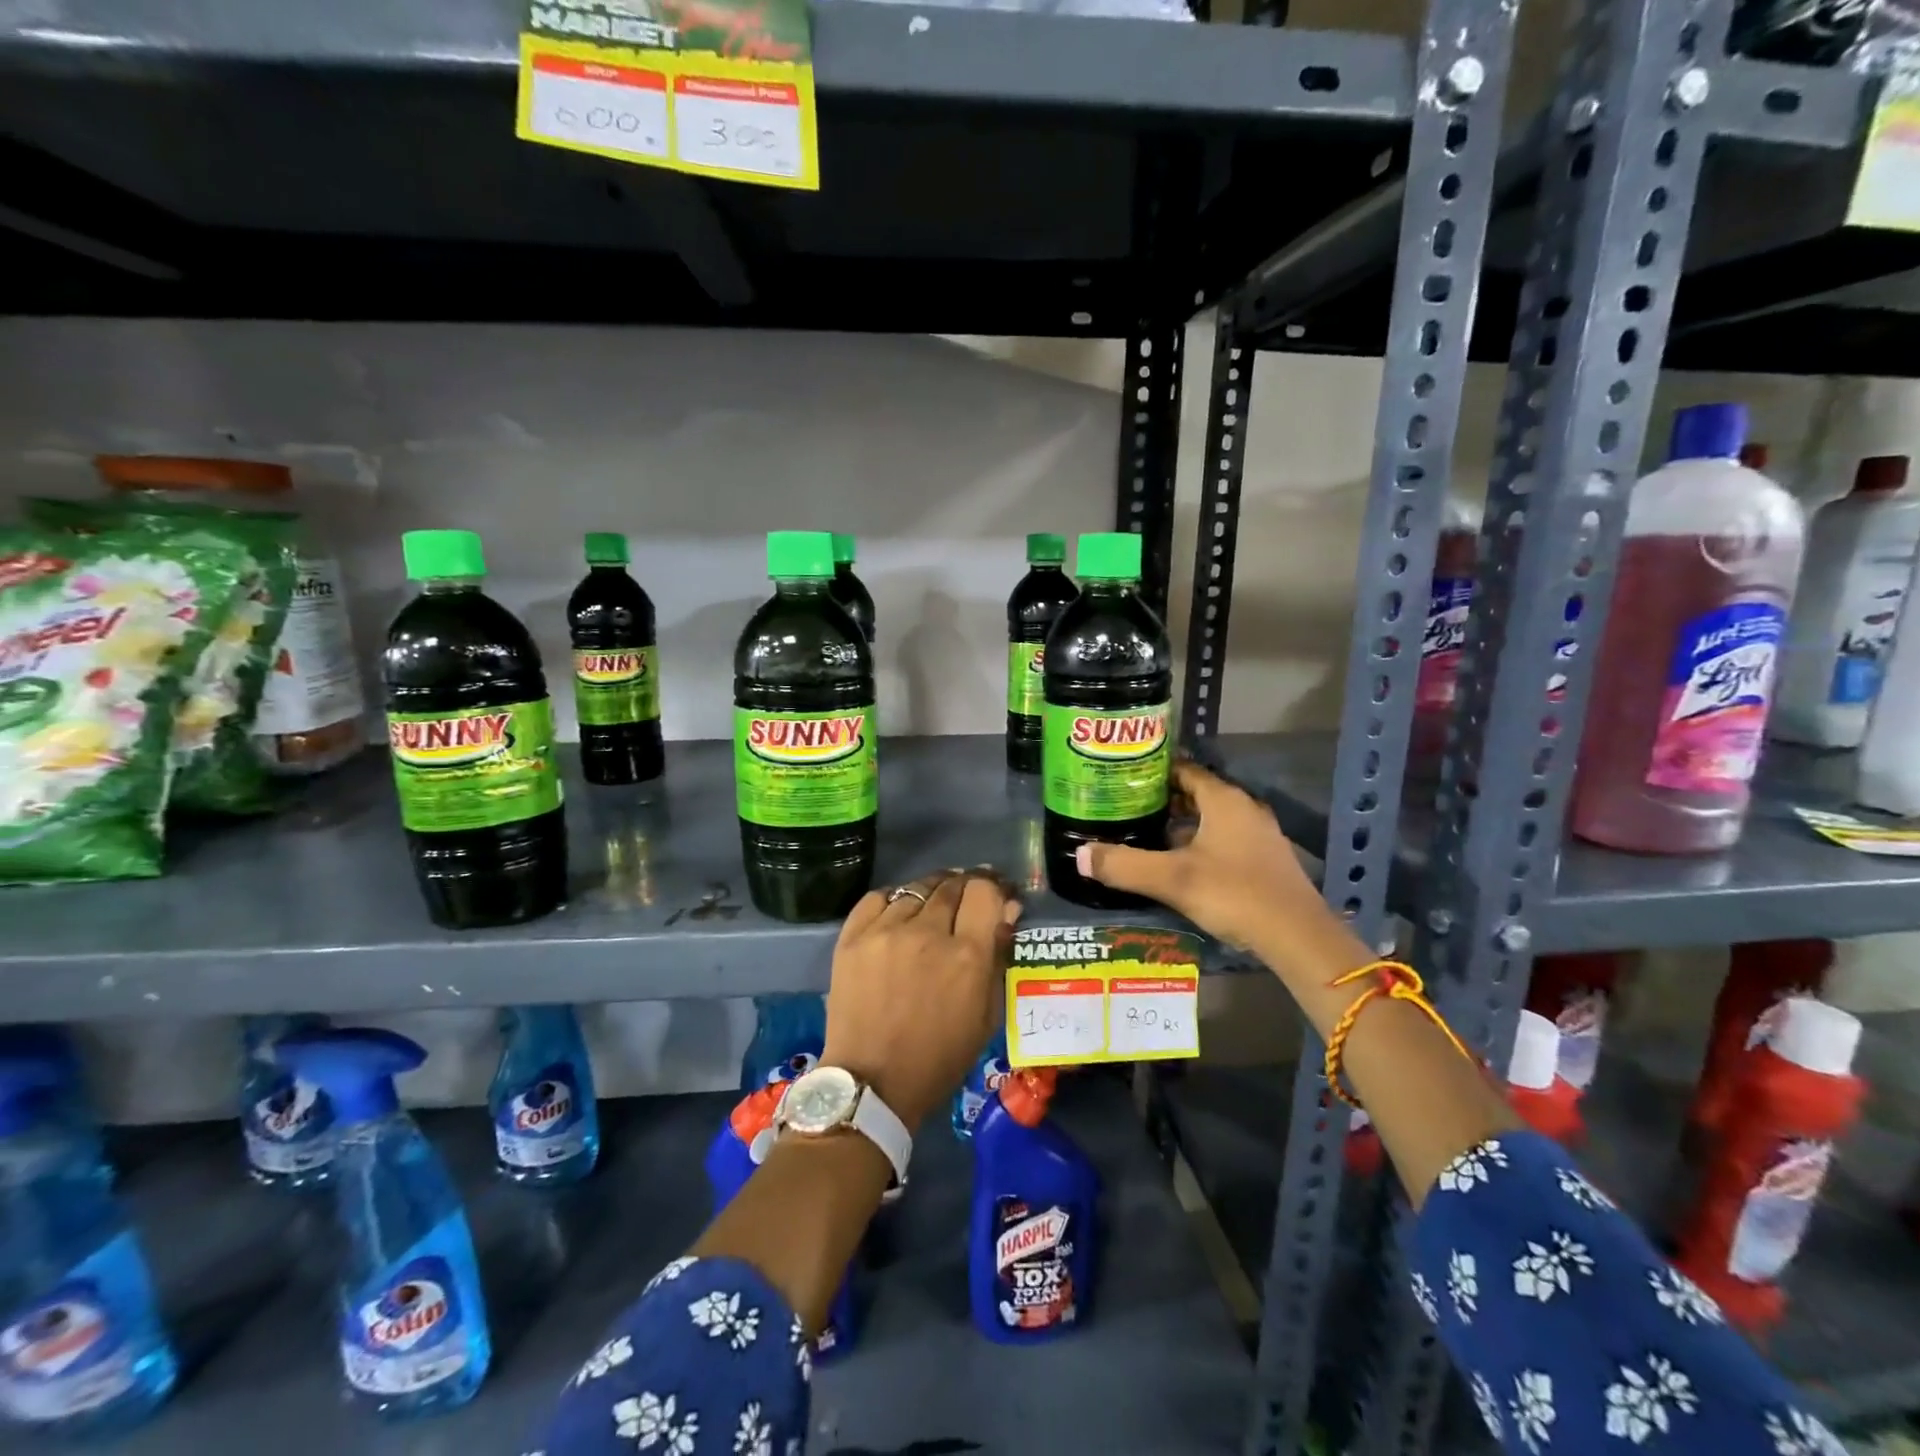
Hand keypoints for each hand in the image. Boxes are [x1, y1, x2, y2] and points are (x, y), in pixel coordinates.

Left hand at [822, 869, 1020, 1131]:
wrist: (872, 1083)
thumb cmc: (939, 1057)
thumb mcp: (986, 1015)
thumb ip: (998, 956)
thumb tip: (1007, 908)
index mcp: (967, 955)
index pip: (984, 891)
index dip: (993, 888)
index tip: (995, 895)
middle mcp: (927, 932)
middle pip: (951, 884)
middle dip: (965, 887)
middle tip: (966, 902)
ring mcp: (885, 931)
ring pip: (916, 888)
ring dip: (931, 893)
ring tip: (932, 907)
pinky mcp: (852, 937)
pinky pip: (878, 898)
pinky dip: (894, 900)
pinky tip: (899, 913)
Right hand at [1076, 761, 1329, 958]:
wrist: (1297, 937)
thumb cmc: (1234, 893)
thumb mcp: (1172, 879)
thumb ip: (1124, 865)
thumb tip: (1080, 855)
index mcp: (1224, 800)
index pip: (1184, 770)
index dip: (1153, 772)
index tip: (1122, 779)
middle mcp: (1244, 809)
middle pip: (1197, 794)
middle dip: (1163, 800)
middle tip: (1126, 808)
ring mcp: (1259, 835)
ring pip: (1211, 820)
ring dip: (1182, 825)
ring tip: (1145, 836)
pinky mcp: (1265, 861)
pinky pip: (1224, 840)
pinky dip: (1200, 844)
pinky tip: (1179, 865)